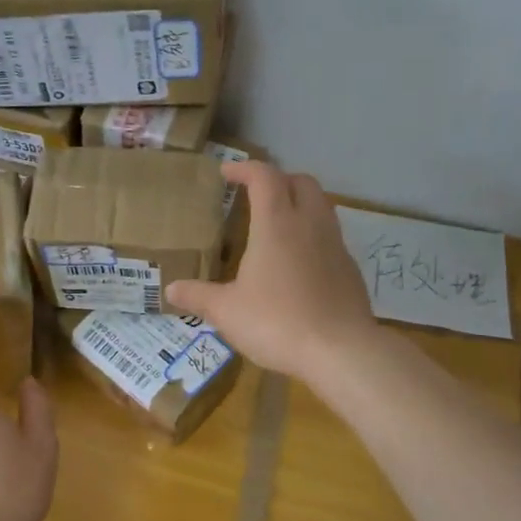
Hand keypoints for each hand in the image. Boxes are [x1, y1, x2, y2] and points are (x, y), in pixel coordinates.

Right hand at [166, 162, 376, 382]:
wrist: (341, 352)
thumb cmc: (277, 322)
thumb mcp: (227, 312)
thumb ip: (198, 296)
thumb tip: (171, 289)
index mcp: (277, 224)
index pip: (264, 177)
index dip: (245, 169)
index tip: (227, 173)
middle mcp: (310, 224)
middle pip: (301, 182)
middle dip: (278, 180)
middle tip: (256, 195)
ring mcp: (335, 245)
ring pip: (321, 206)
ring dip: (299, 204)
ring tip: (277, 226)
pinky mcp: (350, 269)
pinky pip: (330, 237)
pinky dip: (312, 235)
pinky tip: (298, 263)